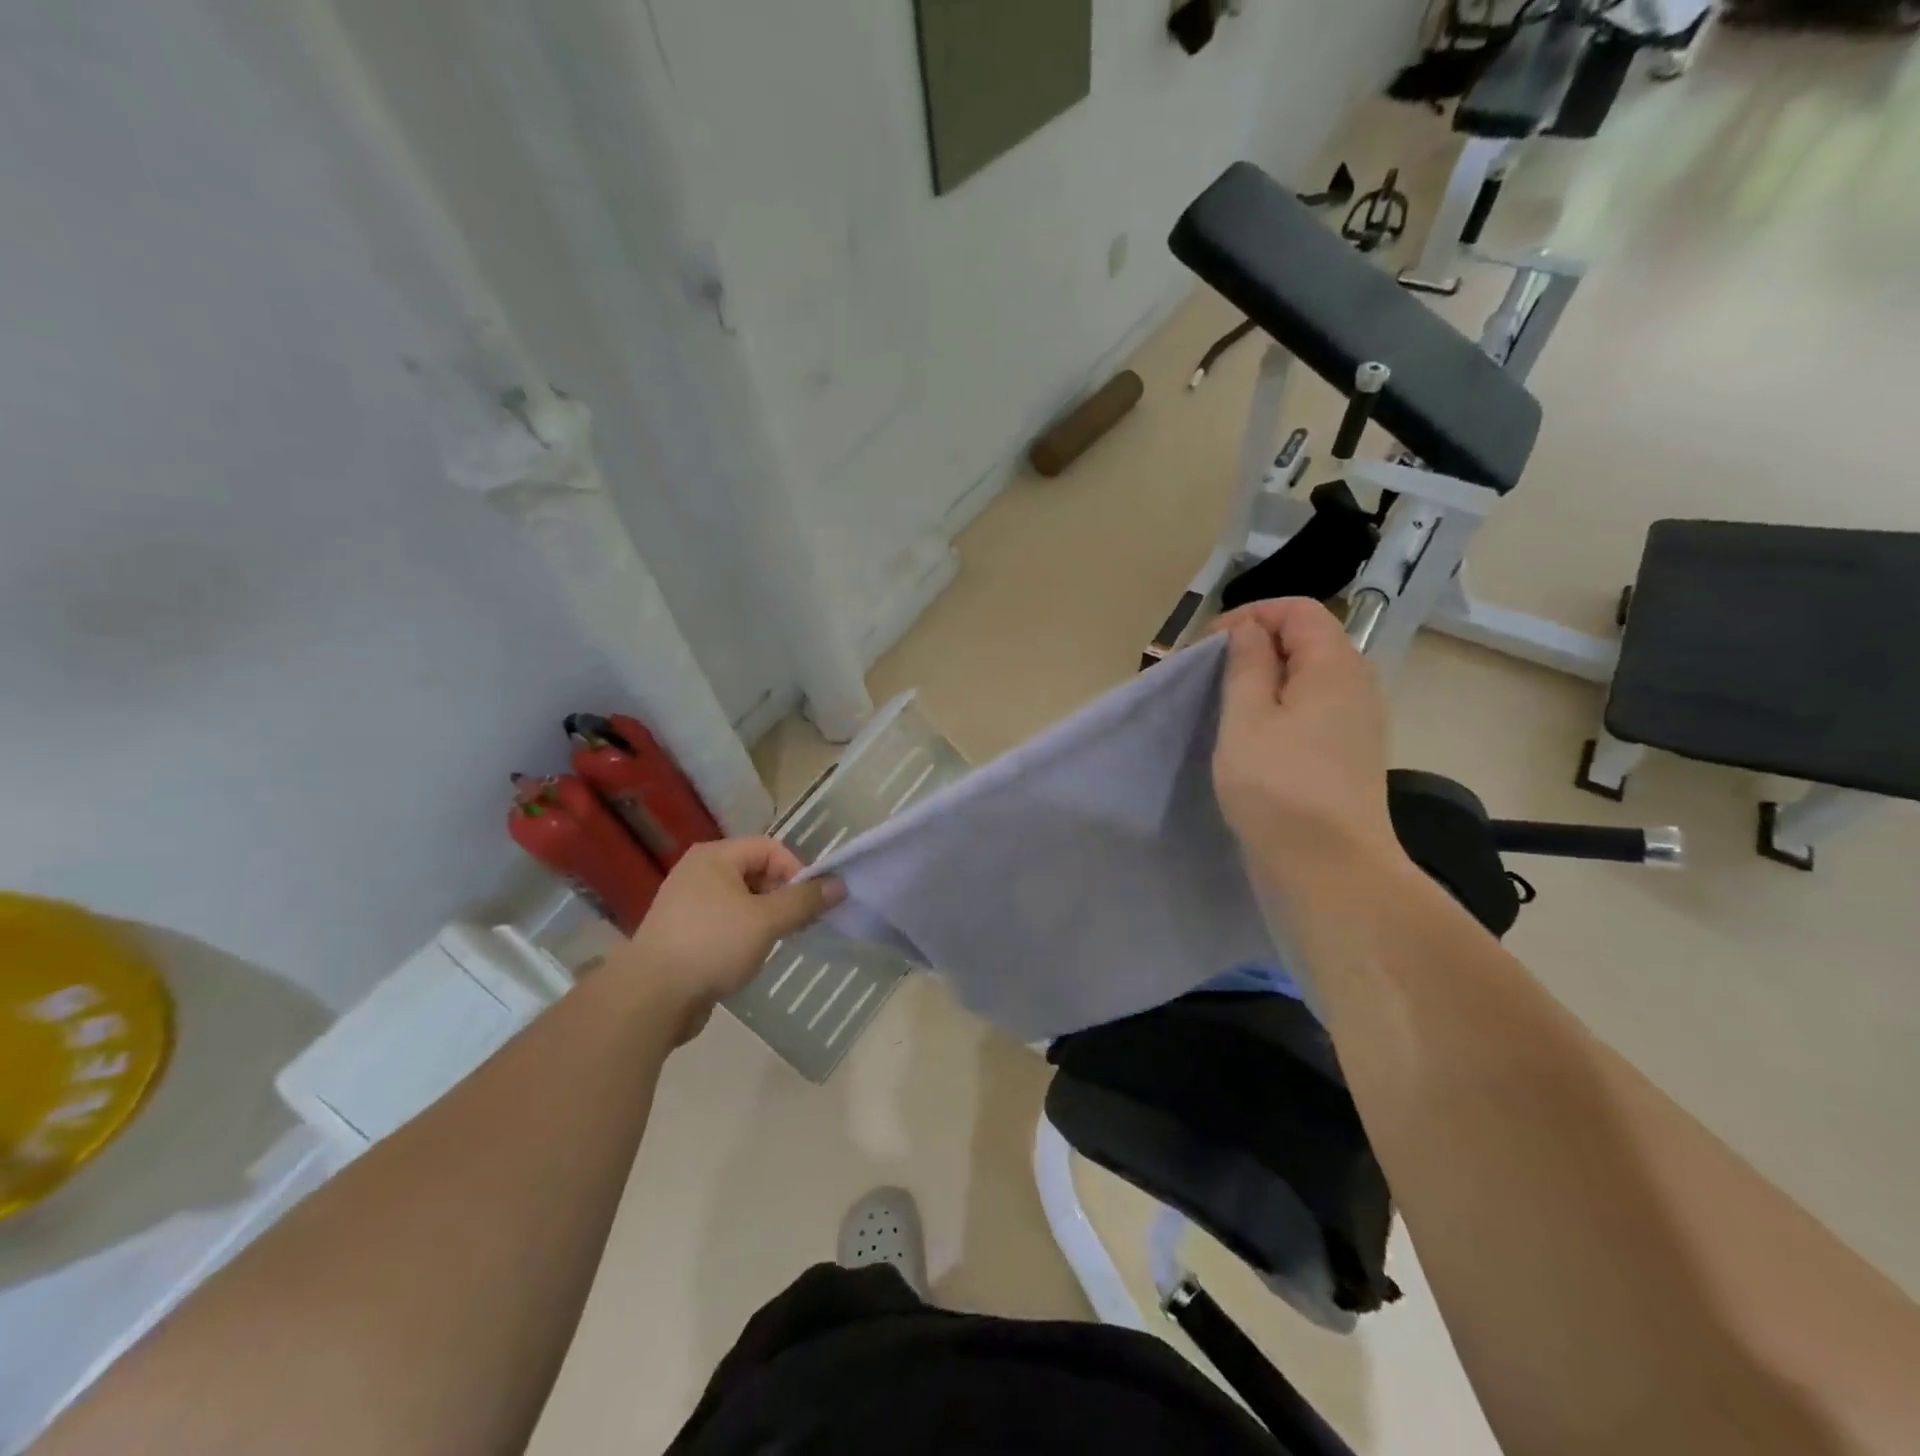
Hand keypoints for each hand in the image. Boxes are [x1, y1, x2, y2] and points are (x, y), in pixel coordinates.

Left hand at [605, 838, 843, 1041]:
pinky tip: (748, 958)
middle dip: (782, 896)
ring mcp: (687, 904)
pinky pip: (725, 923)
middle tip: (797, 926)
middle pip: (756, 872)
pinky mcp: (682, 934)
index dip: (796, 871)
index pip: (770, 848)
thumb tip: (839, 884)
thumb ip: (804, 900)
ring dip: (765, 918)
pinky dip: (743, 934)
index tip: (809, 904)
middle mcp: (698, 872)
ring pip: (742, 901)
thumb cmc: (712, 945)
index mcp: (714, 856)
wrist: (651, 997)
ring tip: (775, 943)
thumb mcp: (766, 920)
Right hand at [1211, 598, 1403, 899]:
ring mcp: (1357, 724)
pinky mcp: (1347, 756)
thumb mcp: (1248, 718)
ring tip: (1224, 705)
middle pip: (1307, 641)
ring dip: (1265, 681)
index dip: (1251, 616)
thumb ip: (1247, 664)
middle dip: (1256, 646)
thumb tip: (1250, 630)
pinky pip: (1312, 711)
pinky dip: (1280, 710)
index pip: (1299, 610)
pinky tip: (1251, 738)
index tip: (1209, 646)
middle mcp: (1356, 686)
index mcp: (1335, 666)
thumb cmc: (1279, 786)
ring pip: (1308, 679)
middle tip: (1211, 675)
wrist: (1329, 869)